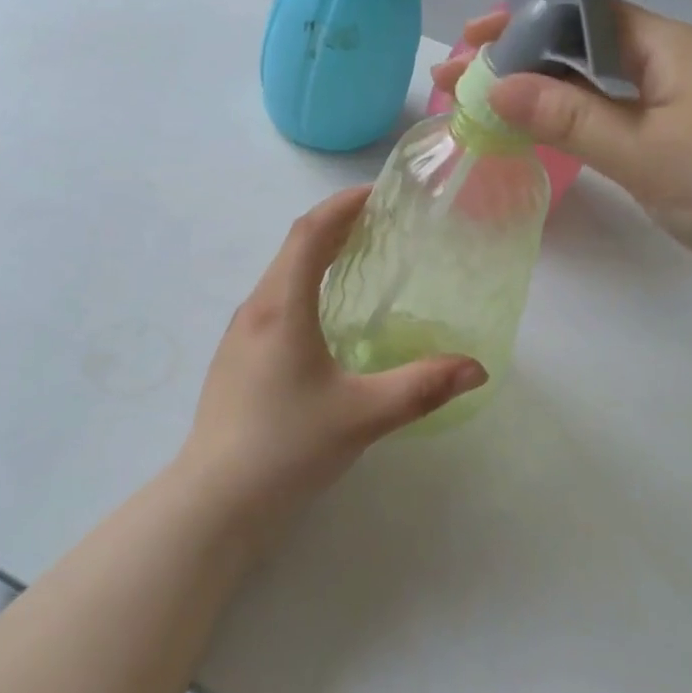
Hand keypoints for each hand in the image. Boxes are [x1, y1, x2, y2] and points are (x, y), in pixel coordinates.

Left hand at [179, 187, 486, 525]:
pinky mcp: (236, 356)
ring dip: (316, 254)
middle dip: (335, 225)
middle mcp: (256, 308)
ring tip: (357, 258)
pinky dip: (303, 283)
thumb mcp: (362, 416)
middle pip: (294, 247)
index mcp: (282, 308)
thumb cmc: (287, 446)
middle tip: (379, 223)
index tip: (376, 193)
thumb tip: (476, 368)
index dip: (341, 206)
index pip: (309, 233)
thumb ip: (421, 388)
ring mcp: (240, 333)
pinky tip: (325, 315)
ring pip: (281, 273)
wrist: (215, 499)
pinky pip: (273, 299)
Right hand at [433, 3, 691, 314]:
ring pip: (589, 87)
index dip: (522, 20)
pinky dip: (565, 123)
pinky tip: (533, 135)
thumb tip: (496, 86)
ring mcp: (671, 106)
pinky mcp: (673, 143)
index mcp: (665, 48)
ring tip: (480, 106)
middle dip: (516, 60)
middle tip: (458, 80)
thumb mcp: (647, 152)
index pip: (580, 14)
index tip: (470, 39)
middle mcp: (666, 66)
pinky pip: (606, 119)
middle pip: (577, 48)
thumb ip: (570, 116)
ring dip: (536, 93)